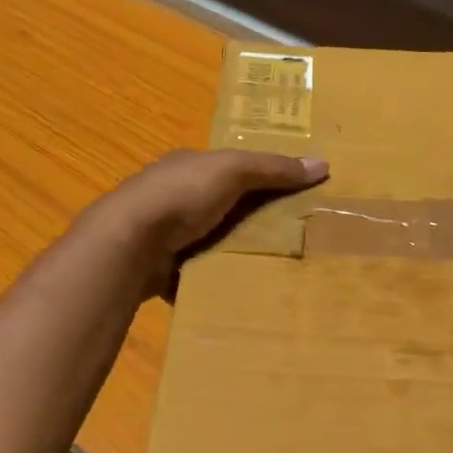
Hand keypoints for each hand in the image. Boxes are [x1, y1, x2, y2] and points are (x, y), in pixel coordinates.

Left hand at [84, 149, 327, 293]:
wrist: (130, 242)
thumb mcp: (233, 171)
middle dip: (250, 221)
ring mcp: (164, 233)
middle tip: (290, 239)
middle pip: (222, 207)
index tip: (291, 198)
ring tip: (270, 268)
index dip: (260, 179)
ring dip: (232, 252)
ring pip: (209, 241)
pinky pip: (196, 272)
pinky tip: (237, 290)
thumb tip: (323, 163)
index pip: (229, 169)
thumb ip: (274, 168)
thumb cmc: (181, 195)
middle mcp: (173, 197)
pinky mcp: (161, 267)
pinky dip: (212, 279)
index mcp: (187, 167)